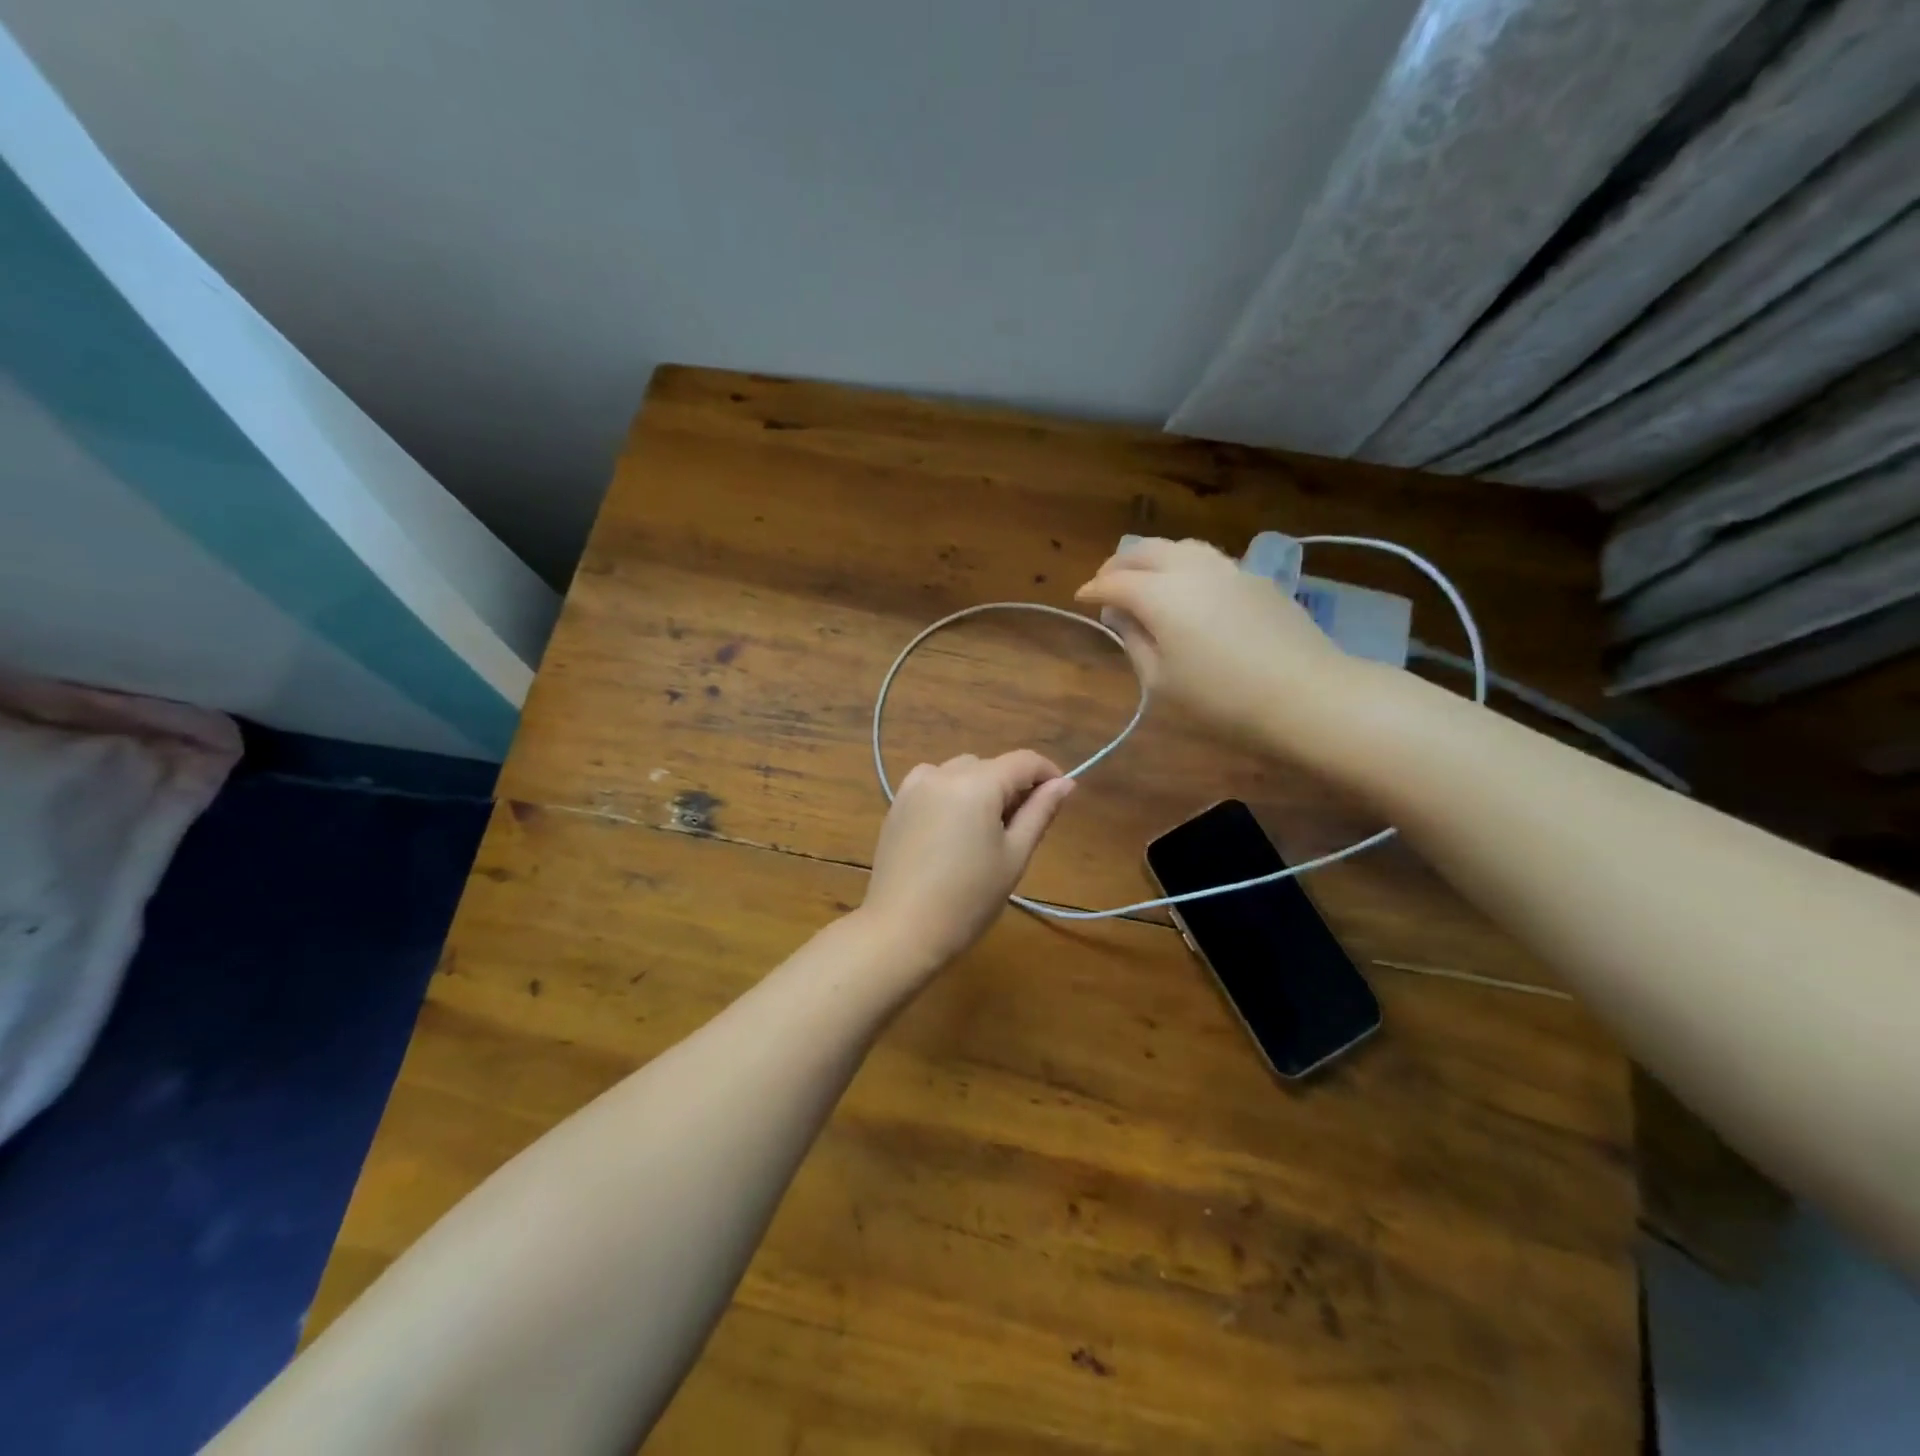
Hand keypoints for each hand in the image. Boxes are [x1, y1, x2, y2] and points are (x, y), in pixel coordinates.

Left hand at [857, 751, 1074, 974]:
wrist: (901, 930)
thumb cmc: (968, 899)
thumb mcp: (1014, 856)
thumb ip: (1040, 812)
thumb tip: (1065, 783)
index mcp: (976, 784)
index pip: (1023, 761)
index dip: (1048, 773)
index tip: (1060, 796)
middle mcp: (942, 773)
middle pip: (990, 766)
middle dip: (1011, 787)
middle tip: (1021, 828)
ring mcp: (914, 786)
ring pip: (961, 772)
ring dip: (981, 788)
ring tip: (985, 832)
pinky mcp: (897, 804)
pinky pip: (935, 784)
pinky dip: (952, 795)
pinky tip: (953, 831)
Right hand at [1074, 537, 1357, 751]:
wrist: (1307, 696)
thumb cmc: (1223, 699)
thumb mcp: (1162, 683)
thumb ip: (1136, 643)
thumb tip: (1122, 617)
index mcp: (1161, 595)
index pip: (1114, 582)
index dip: (1093, 590)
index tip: (1081, 599)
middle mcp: (1191, 569)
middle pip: (1145, 551)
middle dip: (1119, 564)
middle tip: (1106, 583)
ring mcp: (1229, 569)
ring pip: (1179, 548)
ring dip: (1153, 559)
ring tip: (1145, 579)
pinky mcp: (1257, 579)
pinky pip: (1208, 561)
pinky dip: (1184, 566)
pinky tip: (1188, 589)